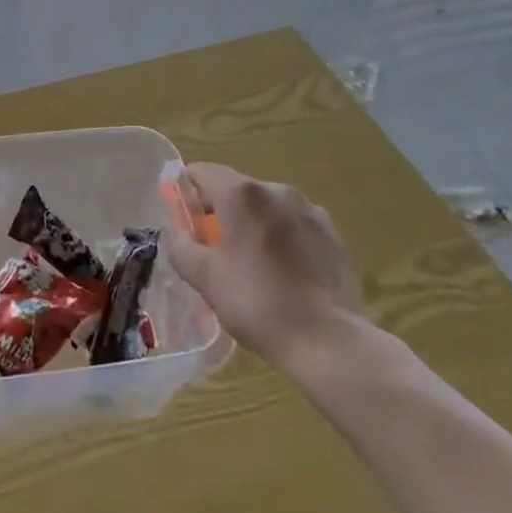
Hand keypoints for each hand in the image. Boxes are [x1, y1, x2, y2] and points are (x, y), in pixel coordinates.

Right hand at [165, 162, 374, 387]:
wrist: (329, 341)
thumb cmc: (258, 303)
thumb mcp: (206, 279)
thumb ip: (182, 247)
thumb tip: (179, 234)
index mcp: (241, 194)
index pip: (202, 172)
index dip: (187, 192)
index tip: (186, 222)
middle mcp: (276, 190)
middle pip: (236, 189)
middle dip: (221, 212)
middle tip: (215, 250)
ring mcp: (309, 210)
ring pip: (267, 207)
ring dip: (254, 224)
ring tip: (254, 265)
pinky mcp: (332, 233)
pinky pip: (294, 225)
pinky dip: (282, 238)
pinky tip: (285, 274)